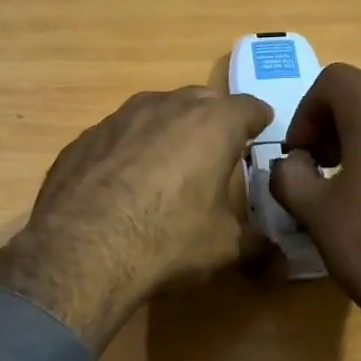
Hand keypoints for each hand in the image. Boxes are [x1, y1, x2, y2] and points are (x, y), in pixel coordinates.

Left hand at [0, 87, 272, 351]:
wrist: (80, 252)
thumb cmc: (167, 240)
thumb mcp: (224, 247)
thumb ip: (256, 245)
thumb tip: (280, 260)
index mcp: (211, 124)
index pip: (249, 106)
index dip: (259, 119)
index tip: (261, 130)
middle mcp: (166, 107)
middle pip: (201, 100)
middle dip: (213, 119)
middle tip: (216, 149)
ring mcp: (119, 117)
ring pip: (155, 110)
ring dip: (168, 128)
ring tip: (168, 162)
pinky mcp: (84, 137)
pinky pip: (118, 134)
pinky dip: (129, 148)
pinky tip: (122, 182)